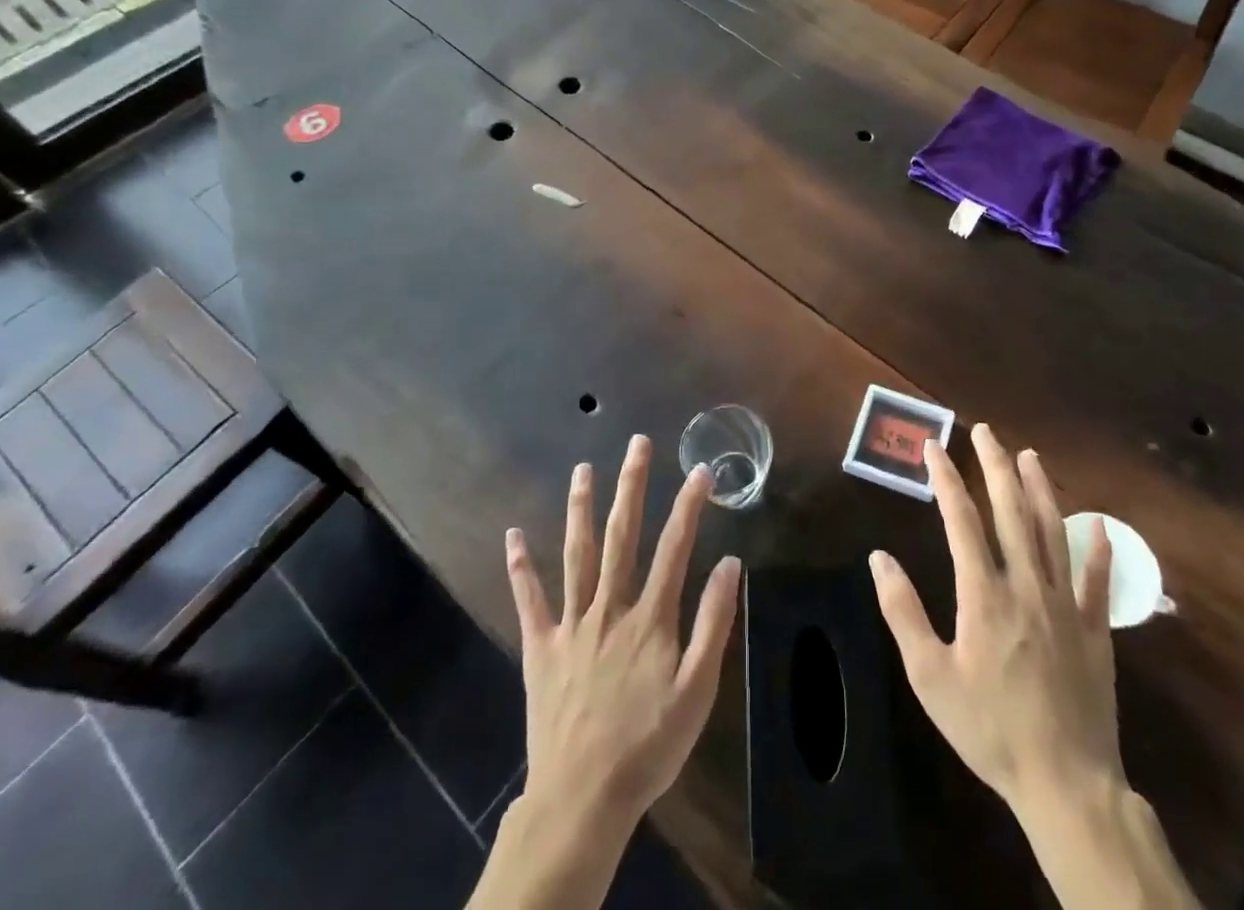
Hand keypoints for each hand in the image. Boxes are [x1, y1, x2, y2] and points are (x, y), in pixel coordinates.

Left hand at [505, 434, 741, 836]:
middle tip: (636, 444)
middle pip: (622, 536)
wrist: (583, 799)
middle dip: (631, 486)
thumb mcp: (697, 691)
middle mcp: (610, 607)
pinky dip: (520, 567)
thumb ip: (714, 624)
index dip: (689, 505)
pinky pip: (529, 600)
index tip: (701, 470)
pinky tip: (513, 535)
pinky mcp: (540, 648)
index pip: (675, 548)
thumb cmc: (648, 746)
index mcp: (650, 617)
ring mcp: (571, 624)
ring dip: (580, 508)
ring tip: (583, 469)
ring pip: (577, 554)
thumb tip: (730, 563)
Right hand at [871, 423, 1199, 909]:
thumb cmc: (990, 728)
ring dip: (1040, 490)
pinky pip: (1097, 581)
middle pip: (1011, 512)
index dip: (946, 479)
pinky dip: (1098, 549)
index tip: (934, 447)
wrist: (1066, 783)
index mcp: (984, 595)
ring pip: (1053, 533)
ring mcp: (1066, 605)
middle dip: (995, 467)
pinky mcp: (1096, 631)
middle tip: (985, 432)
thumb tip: (879, 558)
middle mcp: (1027, 587)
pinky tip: (1099, 524)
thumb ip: (903, 612)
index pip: (962, 521)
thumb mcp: (930, 678)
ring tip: (1029, 456)